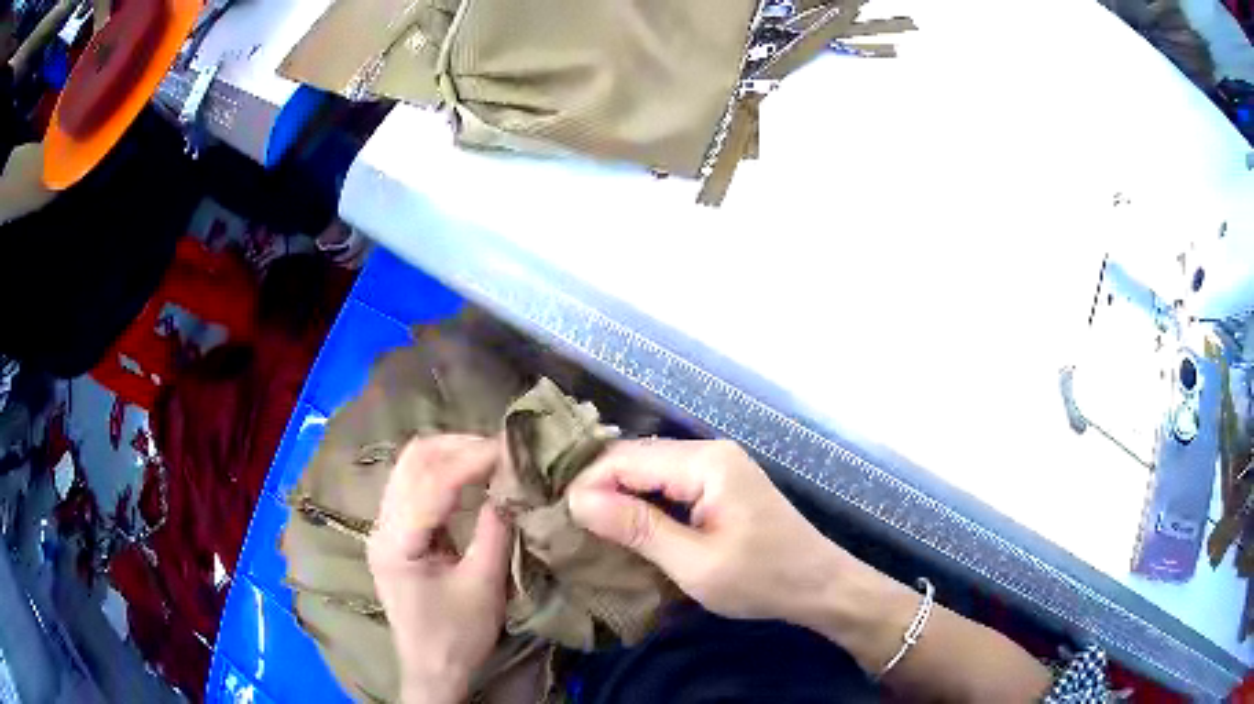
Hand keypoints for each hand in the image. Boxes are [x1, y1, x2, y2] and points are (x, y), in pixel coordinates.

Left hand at [368, 435, 509, 703]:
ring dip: (450, 455)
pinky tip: (471, 478)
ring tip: (490, 459)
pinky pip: (414, 484)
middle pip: (412, 460)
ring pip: (411, 466)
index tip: (512, 450)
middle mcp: (381, 525)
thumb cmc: (457, 636)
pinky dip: (444, 472)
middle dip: (458, 447)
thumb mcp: (483, 586)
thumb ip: (494, 531)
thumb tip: (512, 484)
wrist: (432, 669)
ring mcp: (383, 527)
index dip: (473, 459)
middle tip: (502, 451)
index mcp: (397, 542)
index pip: (433, 481)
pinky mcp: (394, 532)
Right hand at [567, 439, 864, 625]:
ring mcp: (718, 467)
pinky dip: (643, 502)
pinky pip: (669, 484)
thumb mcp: (695, 563)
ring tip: (587, 526)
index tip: (560, 520)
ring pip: (650, 471)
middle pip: (637, 458)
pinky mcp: (721, 485)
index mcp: (706, 463)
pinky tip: (625, 525)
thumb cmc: (762, 579)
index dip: (588, 484)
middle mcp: (710, 452)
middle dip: (599, 488)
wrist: (820, 585)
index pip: (626, 458)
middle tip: (567, 525)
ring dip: (619, 495)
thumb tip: (579, 500)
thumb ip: (638, 528)